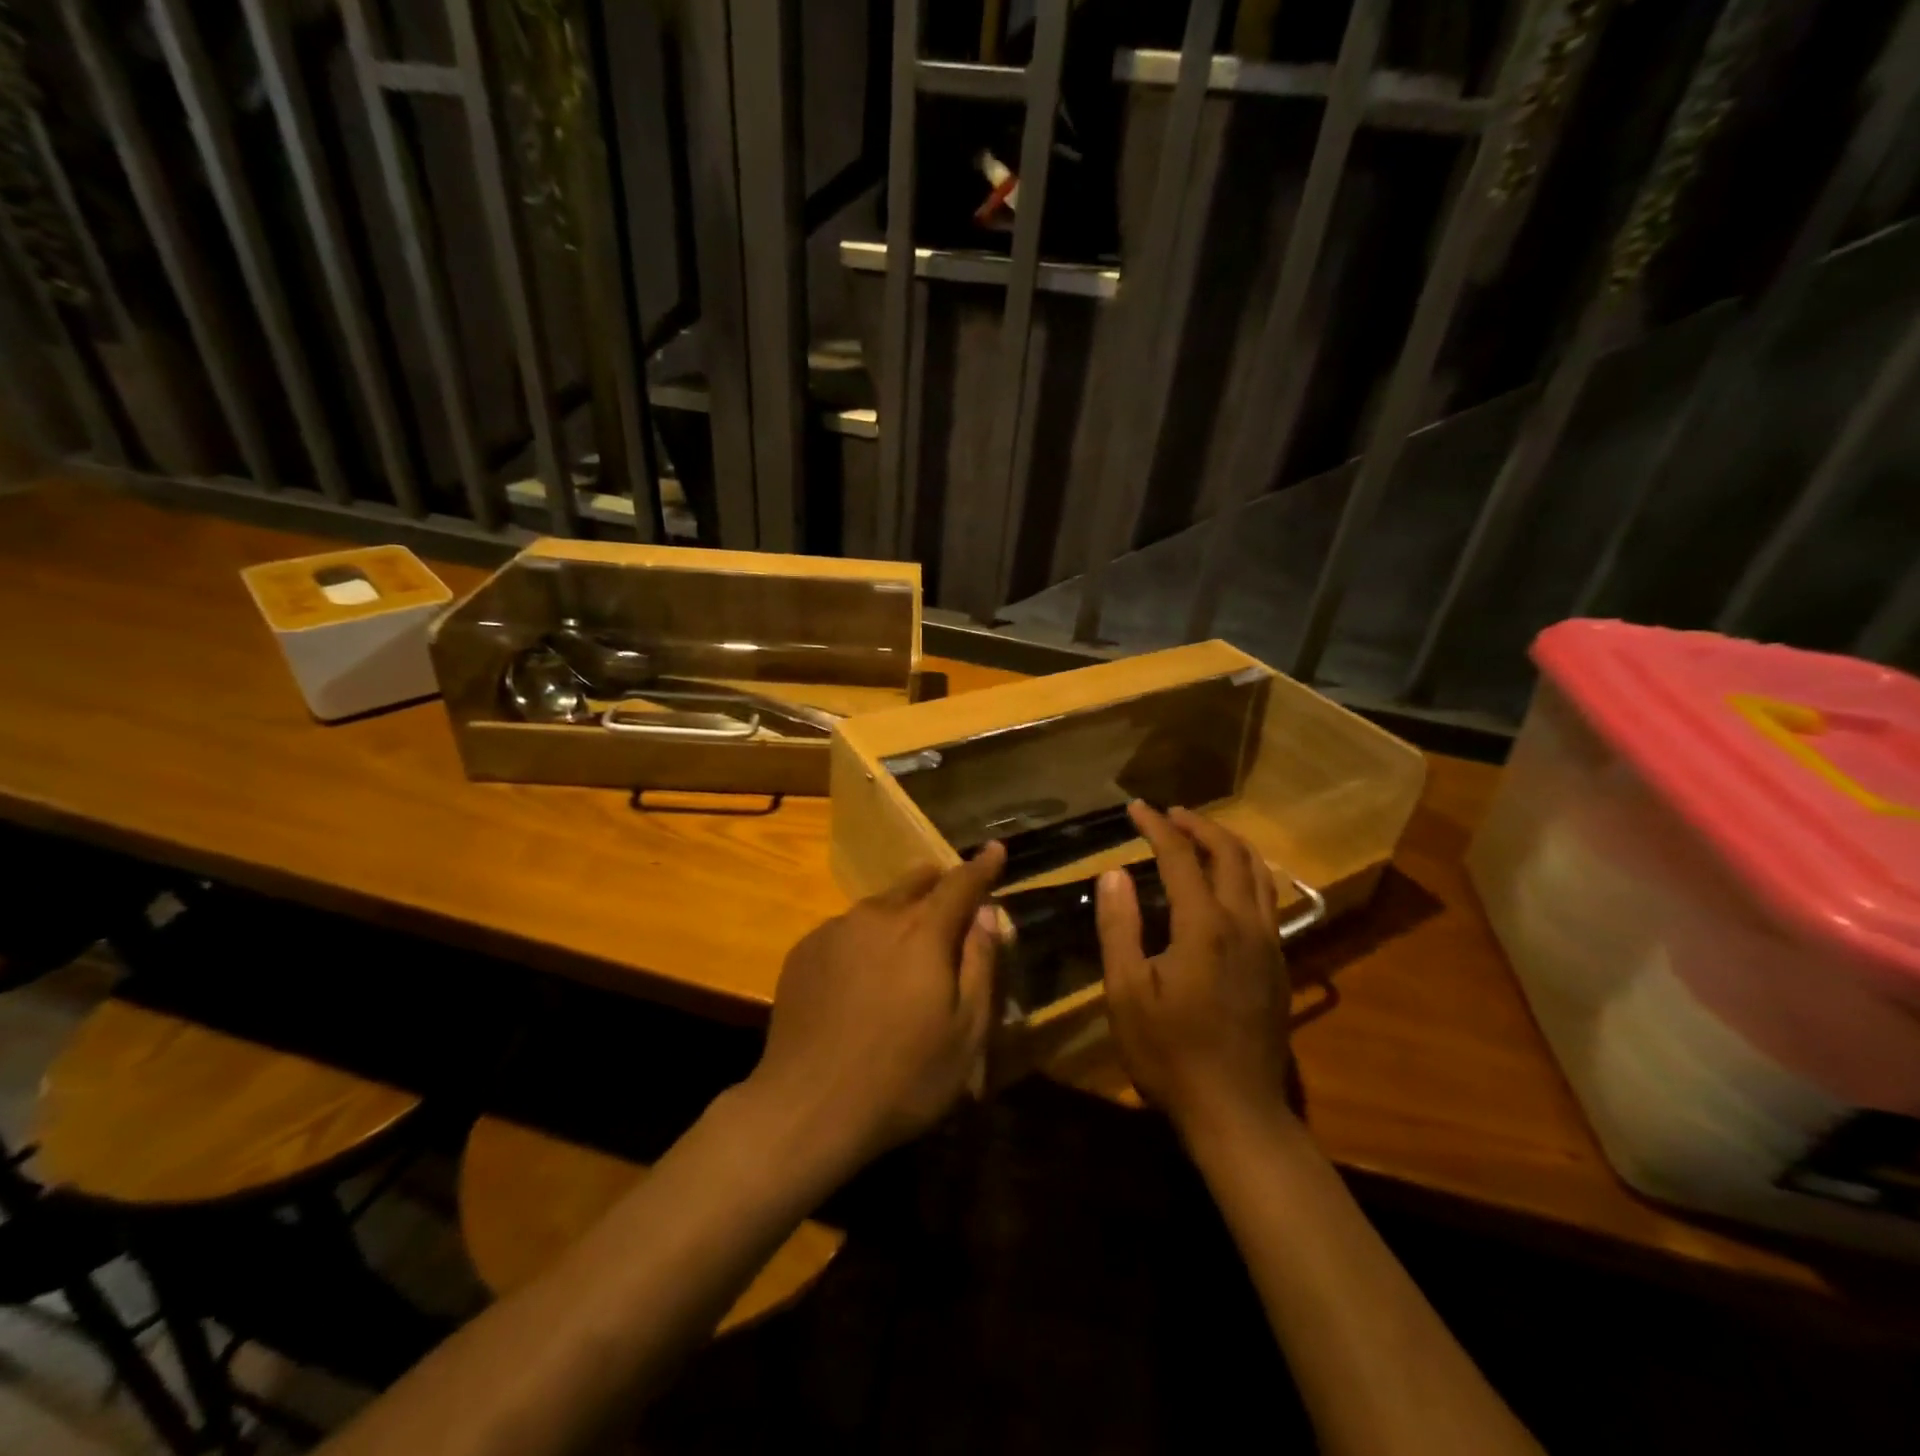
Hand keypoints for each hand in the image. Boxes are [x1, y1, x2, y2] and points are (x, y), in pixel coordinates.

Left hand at [746, 842, 1005, 1170]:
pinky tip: (859, 978)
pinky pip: (845, 931)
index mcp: (924, 931)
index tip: (995, 849)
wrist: (806, 1107)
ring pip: (877, 906)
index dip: (982, 866)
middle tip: (950, 901)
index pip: (961, 883)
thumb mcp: (966, 1032)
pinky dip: (863, 939)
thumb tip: (988, 913)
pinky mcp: (803, 951)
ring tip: (903, 946)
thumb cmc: (902, 1077)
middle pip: (915, 884)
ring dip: (898, 914)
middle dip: (937, 884)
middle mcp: (877, 916)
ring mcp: (834, 930)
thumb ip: (981, 964)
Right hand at [1096, 803, 1292, 1138]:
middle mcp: (1244, 924)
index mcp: (1205, 926)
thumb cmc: (1170, 1053)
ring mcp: (1269, 944)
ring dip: (1229, 845)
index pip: (1180, 857)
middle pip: (1231, 853)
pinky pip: (1267, 900)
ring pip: (1258, 873)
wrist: (1237, 1111)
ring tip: (1201, 836)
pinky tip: (1226, 885)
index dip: (1156, 827)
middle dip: (1200, 826)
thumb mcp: (1126, 992)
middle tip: (1170, 814)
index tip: (1135, 808)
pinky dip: (1245, 874)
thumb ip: (1119, 927)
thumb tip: (1114, 873)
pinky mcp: (1280, 965)